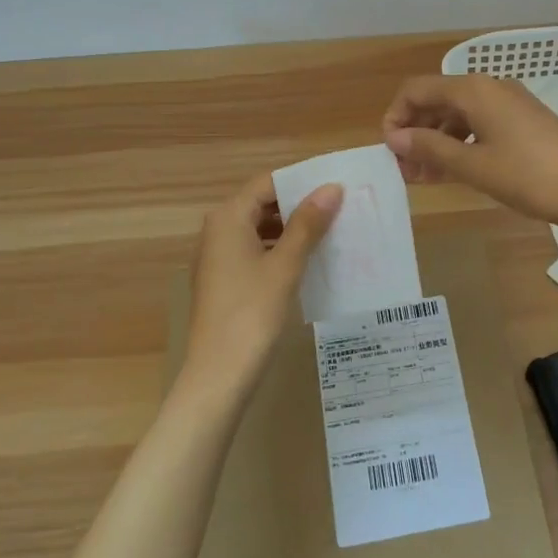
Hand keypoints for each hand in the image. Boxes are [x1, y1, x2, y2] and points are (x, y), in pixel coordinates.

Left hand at [183, 173, 341, 391]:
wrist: (219, 375)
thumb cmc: (251, 313)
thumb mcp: (285, 265)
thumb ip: (307, 224)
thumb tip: (331, 188)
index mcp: (228, 218)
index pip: (267, 183)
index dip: (301, 181)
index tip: (336, 185)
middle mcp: (217, 231)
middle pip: (262, 204)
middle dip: (299, 205)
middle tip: (340, 207)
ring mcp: (218, 257)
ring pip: (259, 229)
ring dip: (291, 229)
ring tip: (331, 232)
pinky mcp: (224, 281)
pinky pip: (255, 251)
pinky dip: (279, 250)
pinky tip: (307, 261)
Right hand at [381, 74, 557, 229]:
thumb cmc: (529, 175)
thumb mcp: (473, 165)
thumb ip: (430, 148)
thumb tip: (395, 137)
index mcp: (473, 90)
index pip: (417, 89)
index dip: (396, 116)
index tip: (390, 151)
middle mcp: (490, 88)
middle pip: (438, 100)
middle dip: (416, 131)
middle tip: (404, 169)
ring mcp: (510, 104)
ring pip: (459, 115)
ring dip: (437, 141)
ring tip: (424, 177)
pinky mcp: (524, 122)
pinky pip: (480, 125)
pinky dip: (461, 144)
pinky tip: (454, 170)